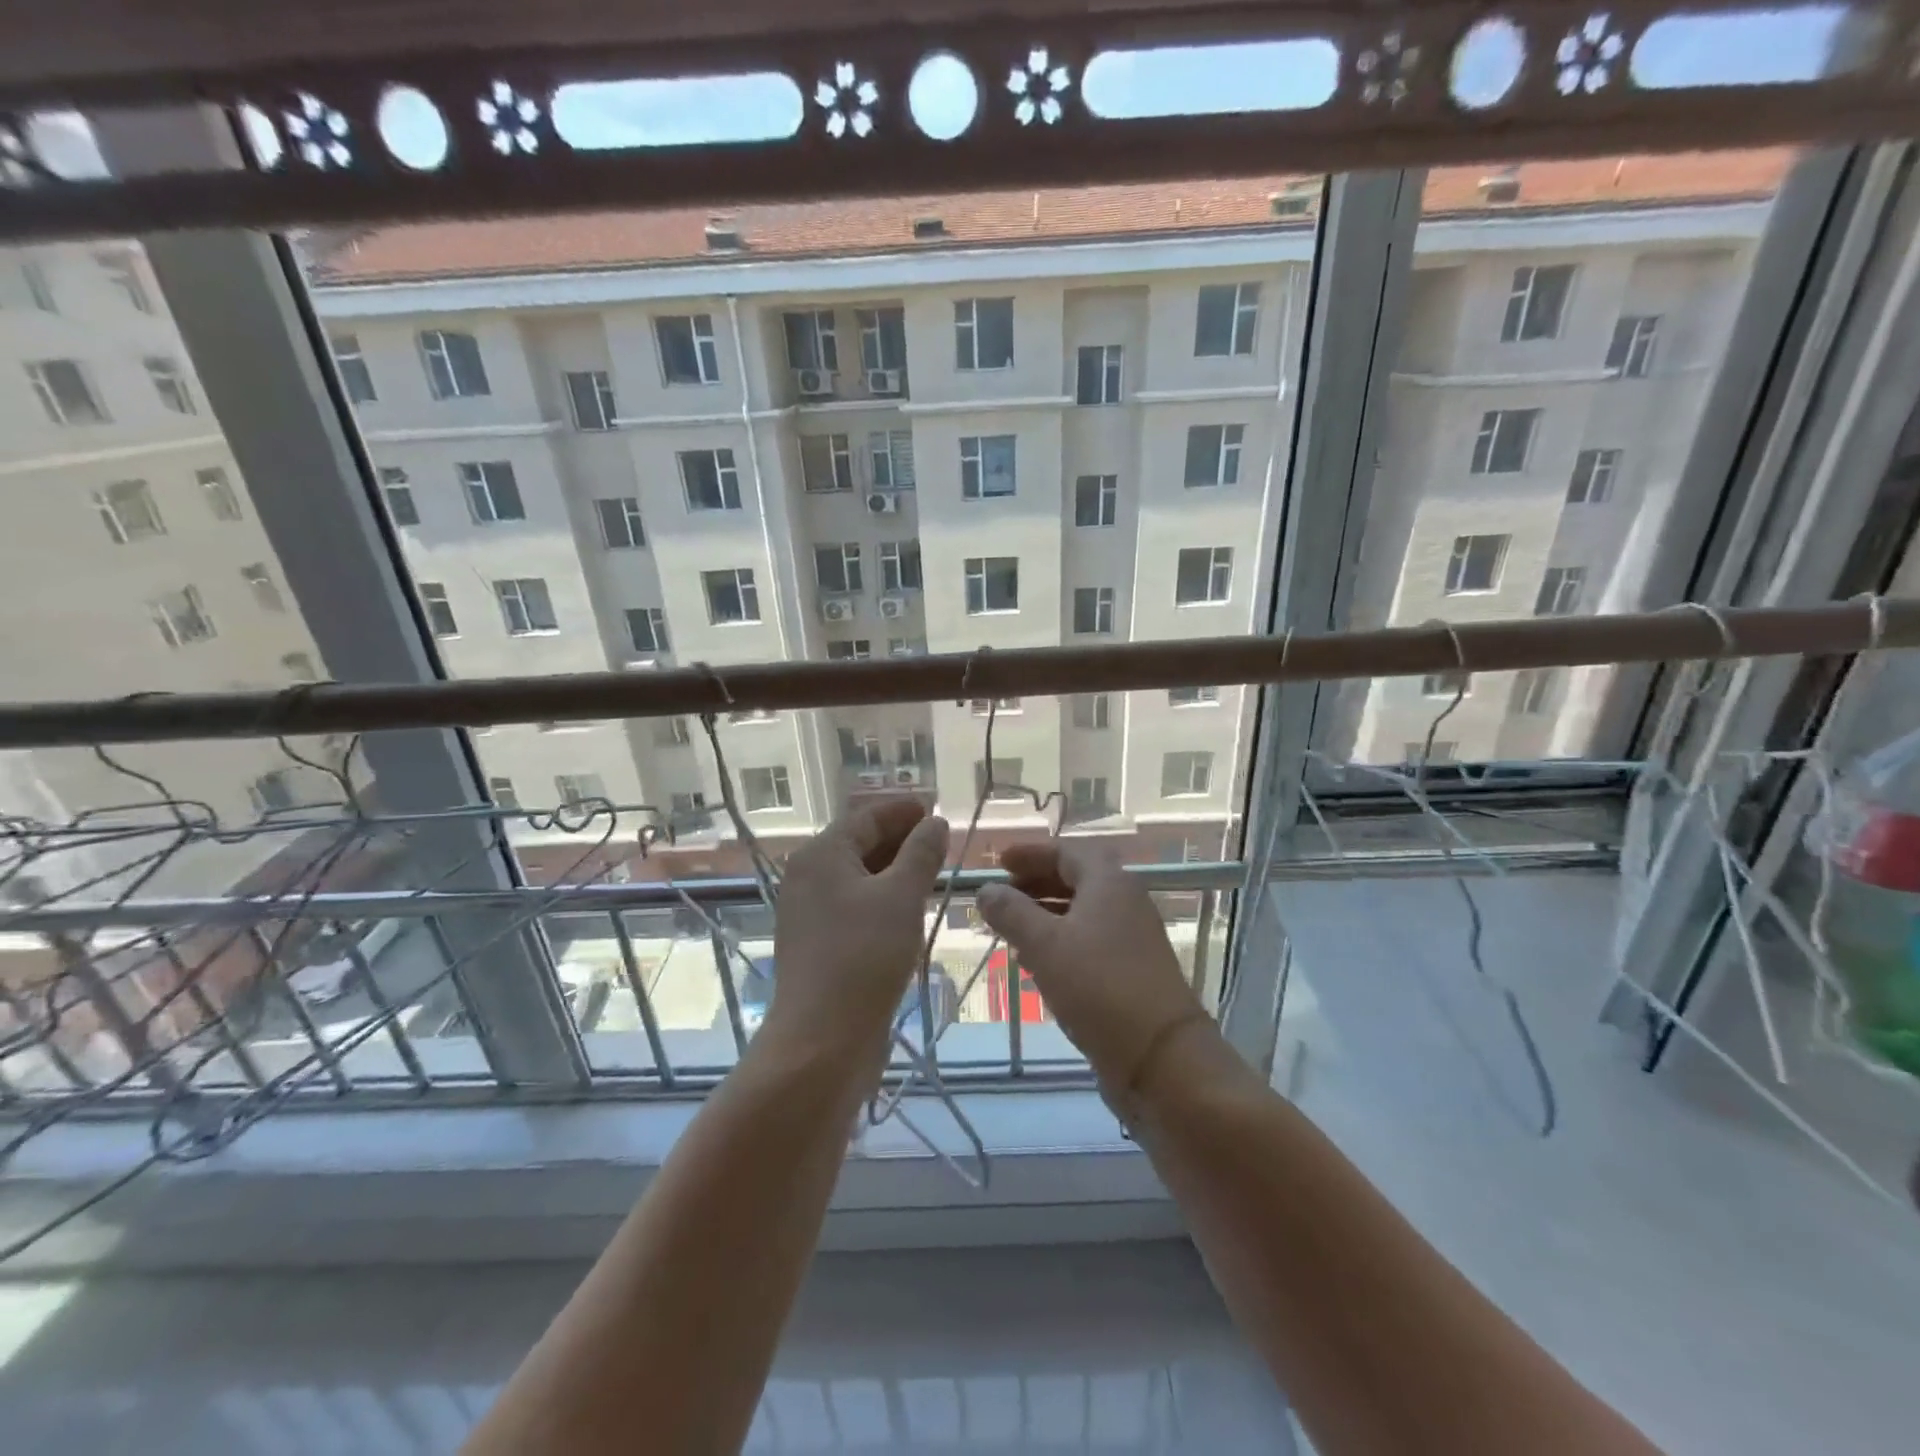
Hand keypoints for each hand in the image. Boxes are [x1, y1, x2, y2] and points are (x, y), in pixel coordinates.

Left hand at [767, 799, 948, 1052]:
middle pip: (859, 844)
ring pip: (859, 877)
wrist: (822, 1041)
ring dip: (895, 870)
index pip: (866, 817)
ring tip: (933, 872)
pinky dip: (883, 898)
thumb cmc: (864, 956)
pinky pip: (855, 905)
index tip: (936, 810)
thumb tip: (935, 823)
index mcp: (821, 854)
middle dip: (901, 839)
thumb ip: (921, 854)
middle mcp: (809, 876)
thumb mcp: (902, 897)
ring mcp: (810, 912)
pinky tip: (910, 909)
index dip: (903, 811)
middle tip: (941, 842)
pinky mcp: (819, 943)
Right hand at [977, 840, 1215, 1093]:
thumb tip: (986, 889)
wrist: (1160, 1056)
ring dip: (1044, 914)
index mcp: (1109, 882)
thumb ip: (1011, 912)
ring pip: (1081, 912)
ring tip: (1008, 929)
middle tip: (999, 896)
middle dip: (1034, 883)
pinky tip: (1035, 962)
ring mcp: (1132, 937)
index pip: (1066, 851)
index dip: (1030, 853)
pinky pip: (1089, 940)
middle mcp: (1125, 901)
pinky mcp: (1132, 970)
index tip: (999, 861)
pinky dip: (1059, 941)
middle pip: (1075, 879)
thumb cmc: (1098, 986)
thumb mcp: (1044, 944)